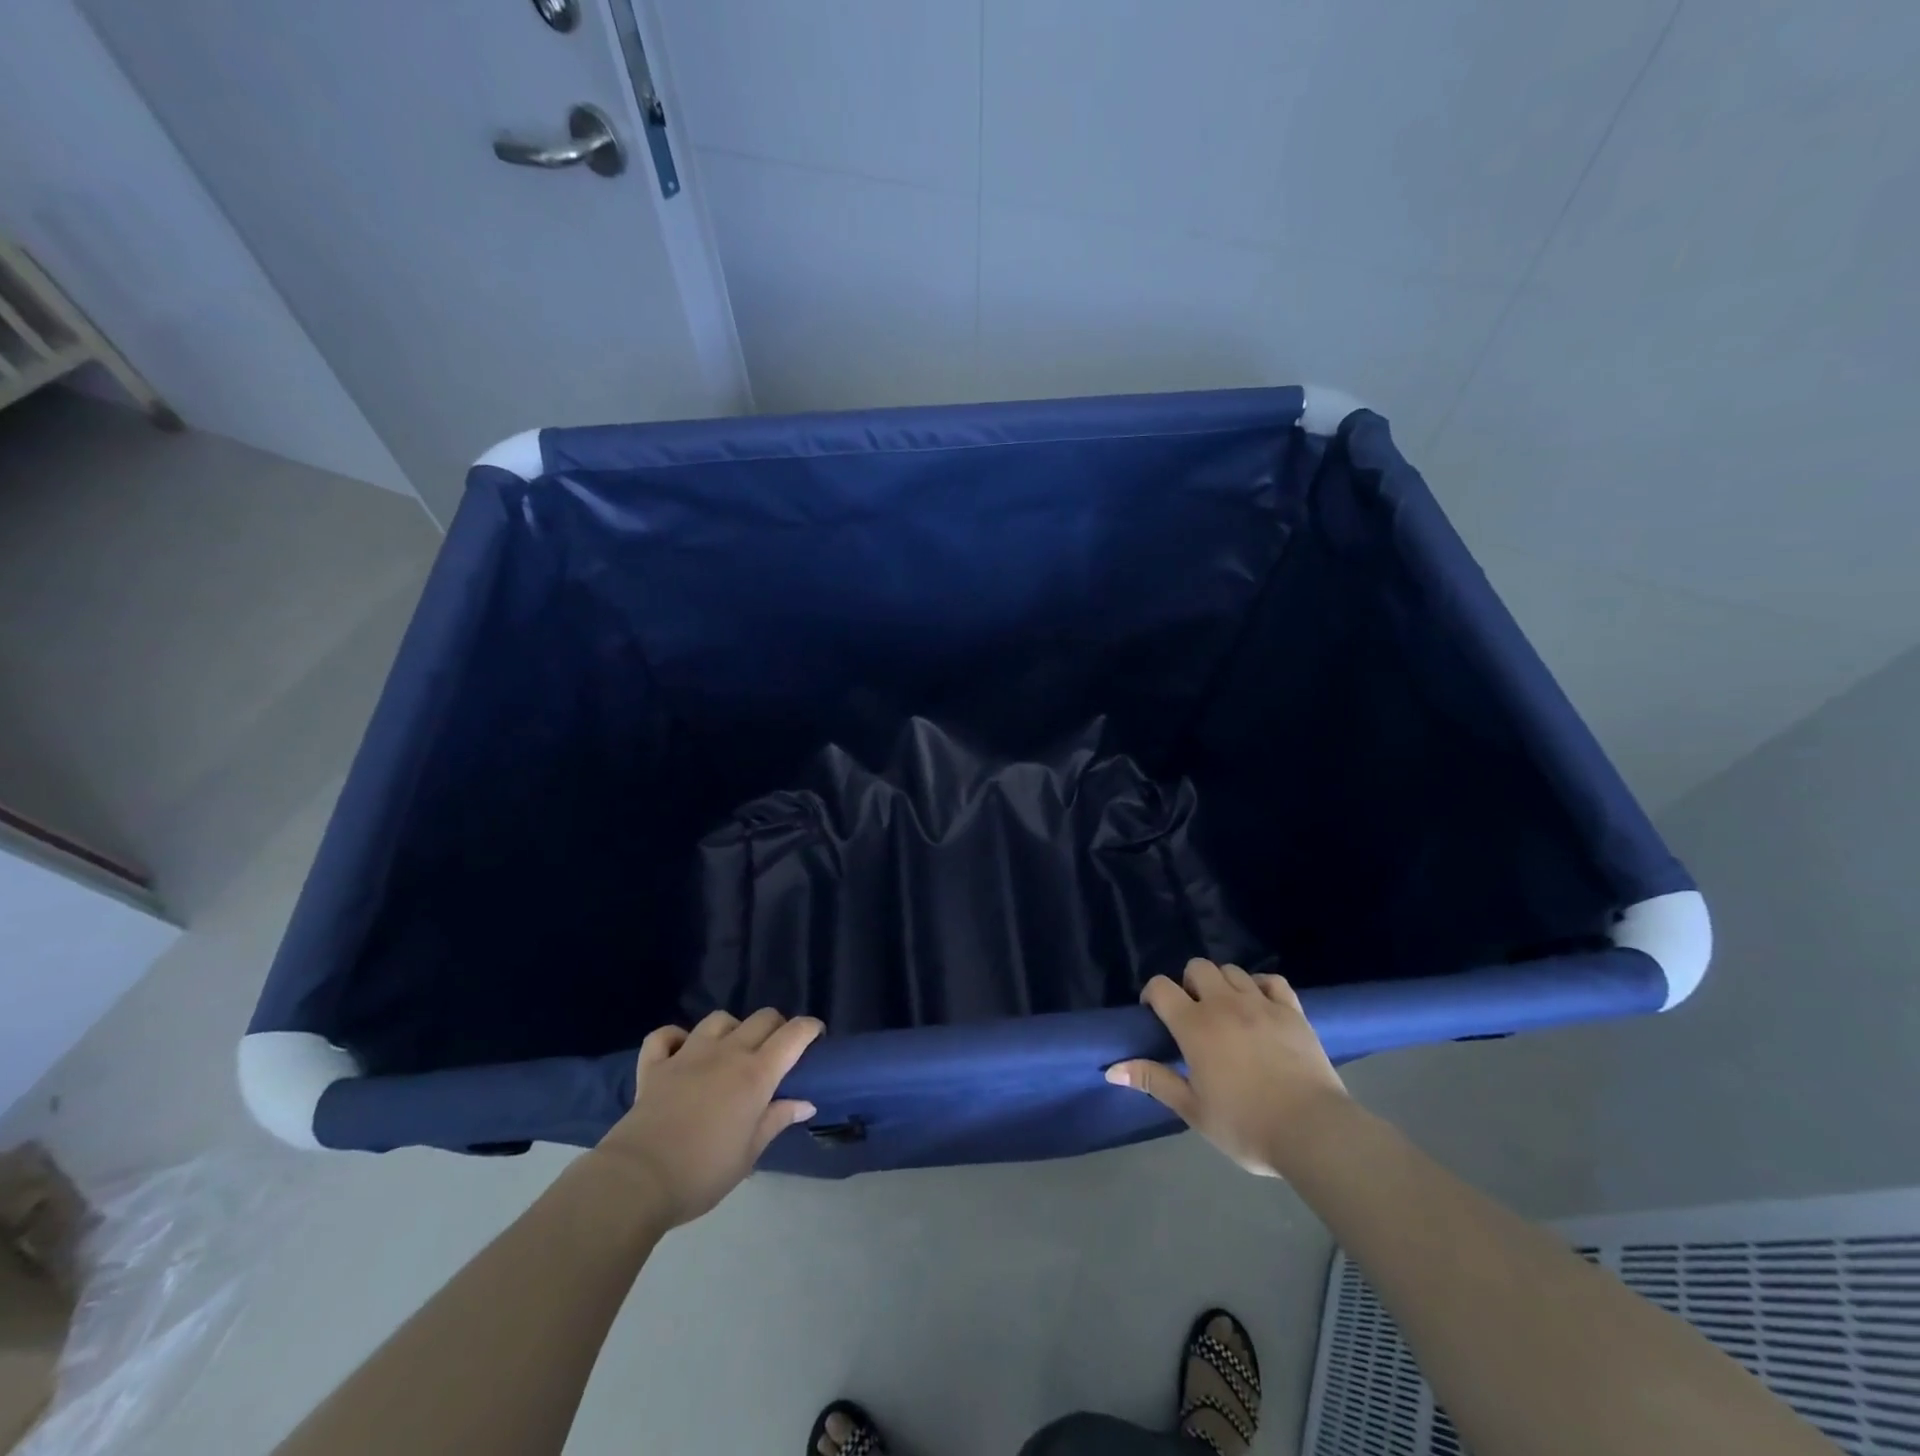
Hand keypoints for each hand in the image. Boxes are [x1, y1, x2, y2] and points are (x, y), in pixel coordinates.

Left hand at [593, 1009, 822, 1226]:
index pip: (793, 1035)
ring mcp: (688, 1054)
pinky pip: (665, 1036)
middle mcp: (726, 1053)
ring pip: (719, 1020)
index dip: (809, 1029)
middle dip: (777, 1026)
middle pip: (761, 1018)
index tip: (816, 1036)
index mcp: (756, 1074)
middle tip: (777, 1051)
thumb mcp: (749, 1153)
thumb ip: (777, 1120)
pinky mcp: (654, 1065)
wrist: (637, 1181)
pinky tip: (681, 1050)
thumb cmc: (703, 1172)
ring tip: (731, 1049)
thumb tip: (806, 1103)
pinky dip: (675, 1037)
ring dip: (732, 1028)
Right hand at [1107, 959, 1347, 1177]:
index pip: (1161, 987)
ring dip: (1222, 984)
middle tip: (1193, 1015)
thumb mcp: (1193, 1110)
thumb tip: (1111, 1068)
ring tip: (1226, 1011)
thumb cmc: (1245, 1125)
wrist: (1313, 1132)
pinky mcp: (1292, 1011)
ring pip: (1232, 970)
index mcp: (1195, 1026)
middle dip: (1188, 984)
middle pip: (1197, 967)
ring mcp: (1261, 1003)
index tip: (1155, 1016)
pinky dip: (1260, 986)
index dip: (1152, 995)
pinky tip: (1260, 1006)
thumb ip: (1154, 1081)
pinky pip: (1272, 980)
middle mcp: (1224, 1004)